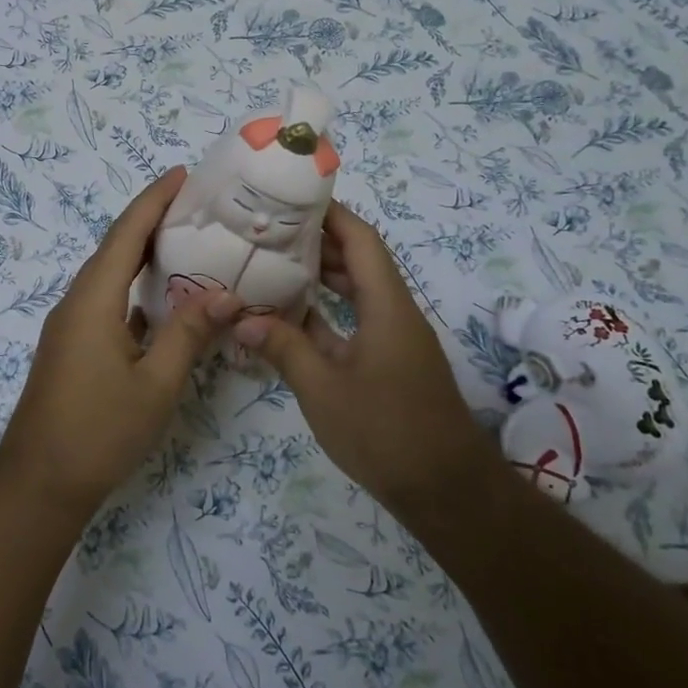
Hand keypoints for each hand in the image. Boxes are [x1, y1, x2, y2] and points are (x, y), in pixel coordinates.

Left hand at [0, 167, 241, 516]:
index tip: (182, 174)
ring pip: (110, 275)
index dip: (153, 200)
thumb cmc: (99, 430)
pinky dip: (135, 288)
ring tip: (185, 241)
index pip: (126, 234)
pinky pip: (107, 301)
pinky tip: (163, 299)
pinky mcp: (73, 346)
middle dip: (151, 220)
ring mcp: (71, 325)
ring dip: (142, 254)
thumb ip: (189, 335)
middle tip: (195, 204)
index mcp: (94, 300)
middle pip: (115, 248)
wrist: (40, 481)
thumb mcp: (155, 384)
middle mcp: (77, 302)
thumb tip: (226, 295)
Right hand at [233, 202, 495, 511]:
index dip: (331, 214)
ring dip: (321, 277)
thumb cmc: (385, 431)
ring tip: (273, 263)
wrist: (444, 489)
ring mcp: (393, 339)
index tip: (291, 197)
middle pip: (359, 261)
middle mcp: (394, 312)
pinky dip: (326, 314)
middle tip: (269, 229)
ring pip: (356, 292)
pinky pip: (355, 322)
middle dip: (318, 241)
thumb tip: (243, 320)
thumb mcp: (323, 390)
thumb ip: (284, 349)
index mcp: (386, 305)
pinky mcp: (388, 363)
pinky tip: (289, 317)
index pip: (361, 240)